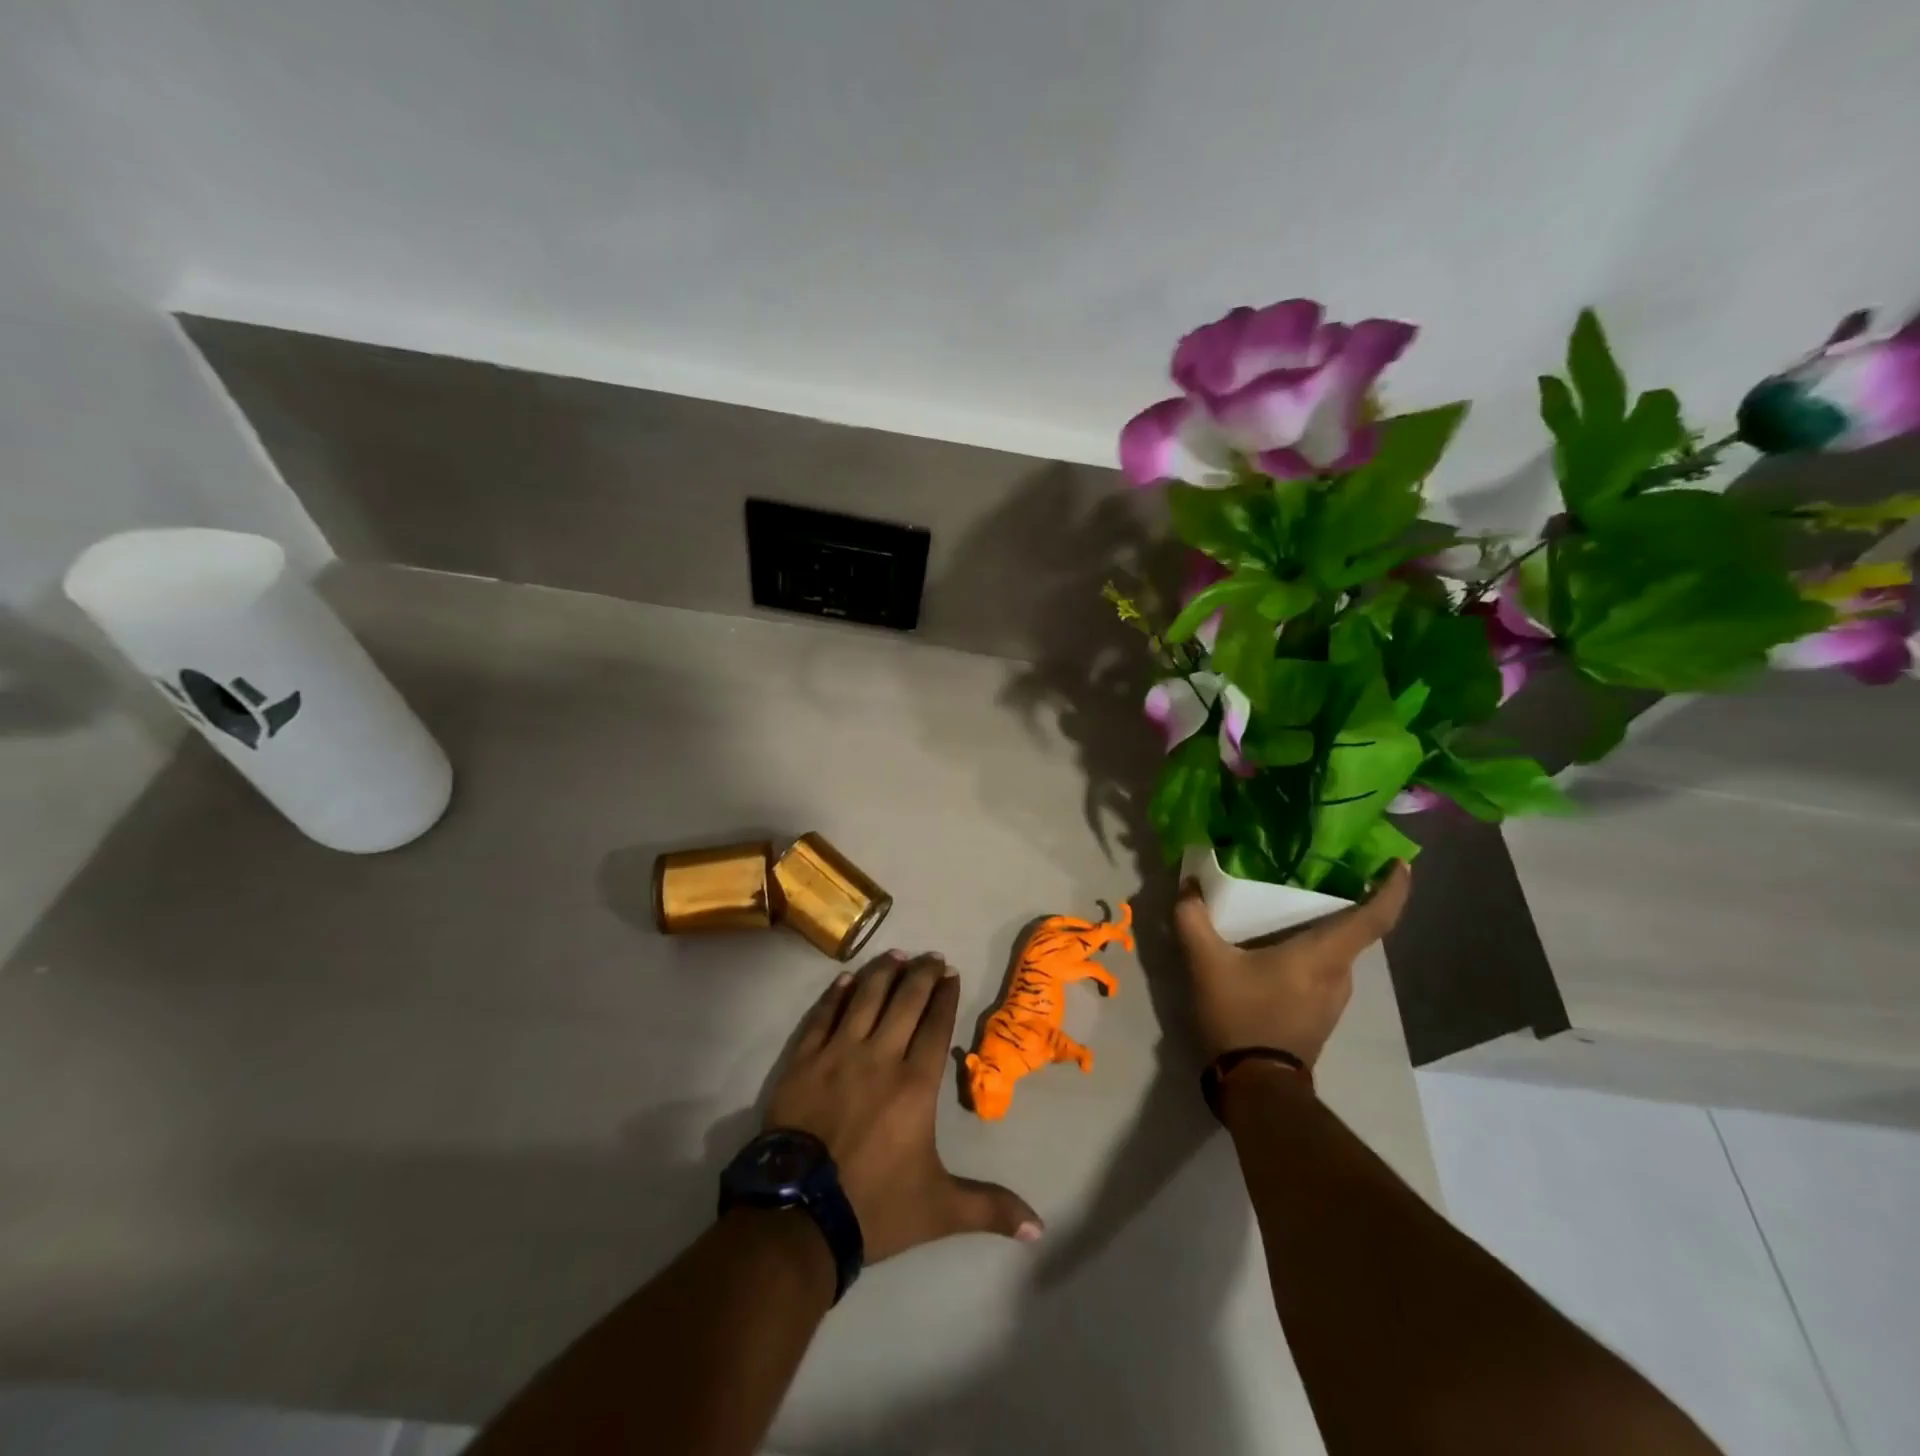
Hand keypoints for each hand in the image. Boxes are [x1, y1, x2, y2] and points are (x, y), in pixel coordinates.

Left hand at [763, 951, 1042, 1262]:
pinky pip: (823, 1015)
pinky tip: (847, 978)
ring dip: (883, 972)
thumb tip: (1040, 1228)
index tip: (952, 973)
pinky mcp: (804, 1060)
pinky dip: (837, 994)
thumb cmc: (875, 1206)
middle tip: (931, 956)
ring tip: (896, 955)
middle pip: (905, 1001)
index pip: (935, 1024)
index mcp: (915, 1084)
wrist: (799, 1215)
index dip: (946, 995)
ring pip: (866, 998)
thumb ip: (990, 1208)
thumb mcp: (940, 1209)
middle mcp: (880, 1056)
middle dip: (922, 974)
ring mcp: (838, 1054)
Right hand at [1173, 862, 1411, 1065]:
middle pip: (1354, 931)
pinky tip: (1278, 946)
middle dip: (1344, 900)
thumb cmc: (1240, 1017)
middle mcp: (1340, 975)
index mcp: (1324, 956)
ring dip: (1322, 928)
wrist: (1255, 1088)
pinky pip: (1323, 970)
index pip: (1375, 918)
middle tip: (1317, 870)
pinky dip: (1311, 951)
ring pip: (1336, 952)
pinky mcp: (1321, 1015)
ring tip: (1291, 905)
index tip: (1398, 862)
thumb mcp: (1206, 964)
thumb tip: (1188, 884)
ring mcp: (1334, 1000)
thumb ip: (1193, 919)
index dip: (1392, 888)